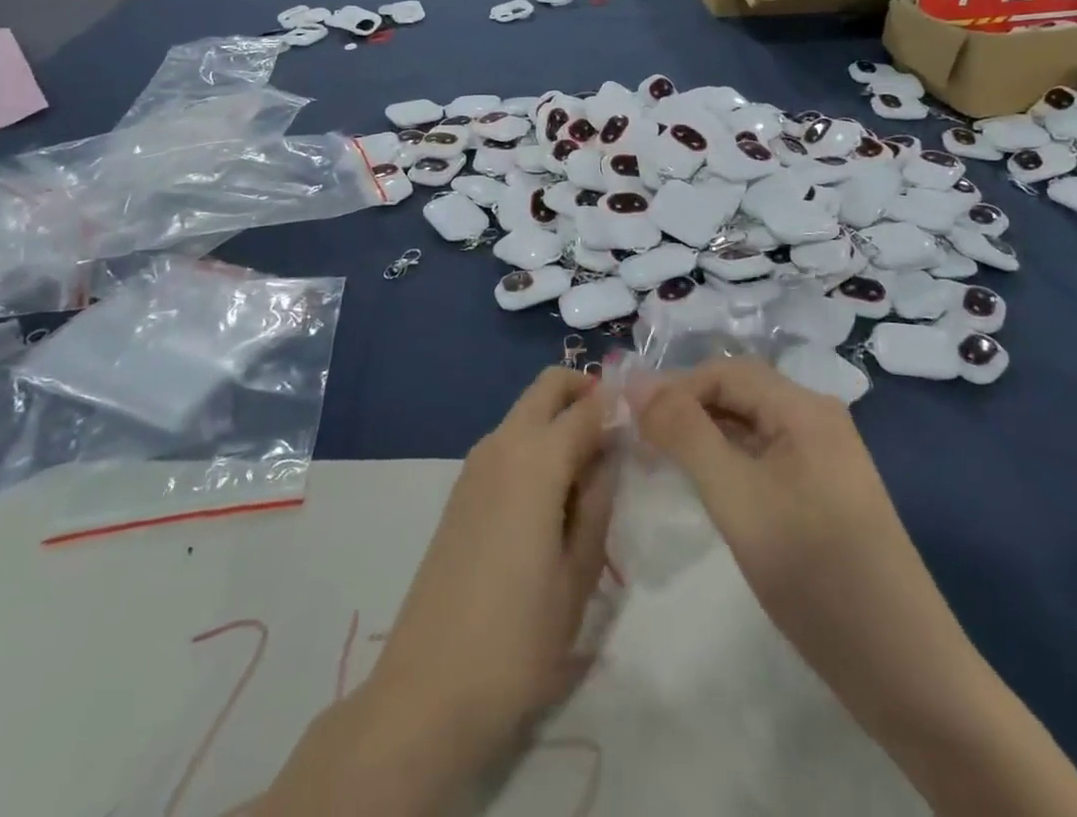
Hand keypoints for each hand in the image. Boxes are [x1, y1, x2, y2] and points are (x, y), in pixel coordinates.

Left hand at [366, 367, 614, 755]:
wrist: (428, 691)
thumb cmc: (518, 639)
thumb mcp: (580, 573)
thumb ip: (599, 499)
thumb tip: (610, 451)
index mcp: (536, 459)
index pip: (589, 406)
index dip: (620, 407)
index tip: (647, 422)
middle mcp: (502, 444)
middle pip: (547, 386)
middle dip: (584, 392)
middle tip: (617, 436)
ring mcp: (475, 465)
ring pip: (526, 411)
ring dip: (559, 419)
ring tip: (592, 476)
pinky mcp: (462, 490)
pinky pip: (508, 442)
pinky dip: (536, 444)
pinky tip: (553, 498)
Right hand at [630, 360, 1076, 816]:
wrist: (905, 671)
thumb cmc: (815, 572)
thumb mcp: (737, 497)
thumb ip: (684, 433)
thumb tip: (636, 381)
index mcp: (804, 407)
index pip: (724, 371)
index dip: (674, 388)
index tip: (628, 421)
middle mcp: (818, 419)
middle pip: (739, 394)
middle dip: (687, 411)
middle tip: (639, 445)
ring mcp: (825, 458)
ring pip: (751, 428)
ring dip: (705, 438)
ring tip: (661, 466)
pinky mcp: (825, 494)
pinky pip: (767, 459)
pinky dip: (730, 464)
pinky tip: (708, 490)